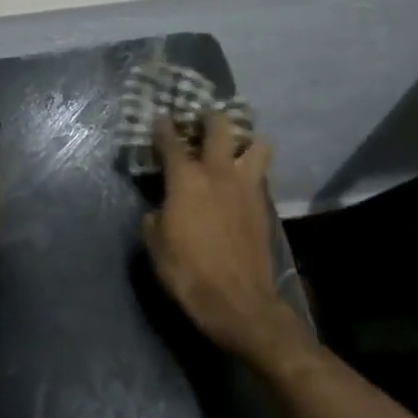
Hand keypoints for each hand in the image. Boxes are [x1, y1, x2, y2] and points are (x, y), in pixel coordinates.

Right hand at [141, 113, 300, 364]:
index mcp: (186, 179)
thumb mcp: (154, 242)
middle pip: (220, 127)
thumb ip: (156, 215)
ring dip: (246, 139)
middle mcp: (218, 173)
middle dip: (209, 117)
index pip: (171, 141)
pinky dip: (252, 168)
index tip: (159, 117)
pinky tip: (242, 178)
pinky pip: (261, 173)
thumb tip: (162, 206)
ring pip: (257, 144)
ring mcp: (247, 187)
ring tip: (234, 145)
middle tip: (201, 118)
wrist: (237, 301)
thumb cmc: (186, 271)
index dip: (163, 126)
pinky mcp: (263, 204)